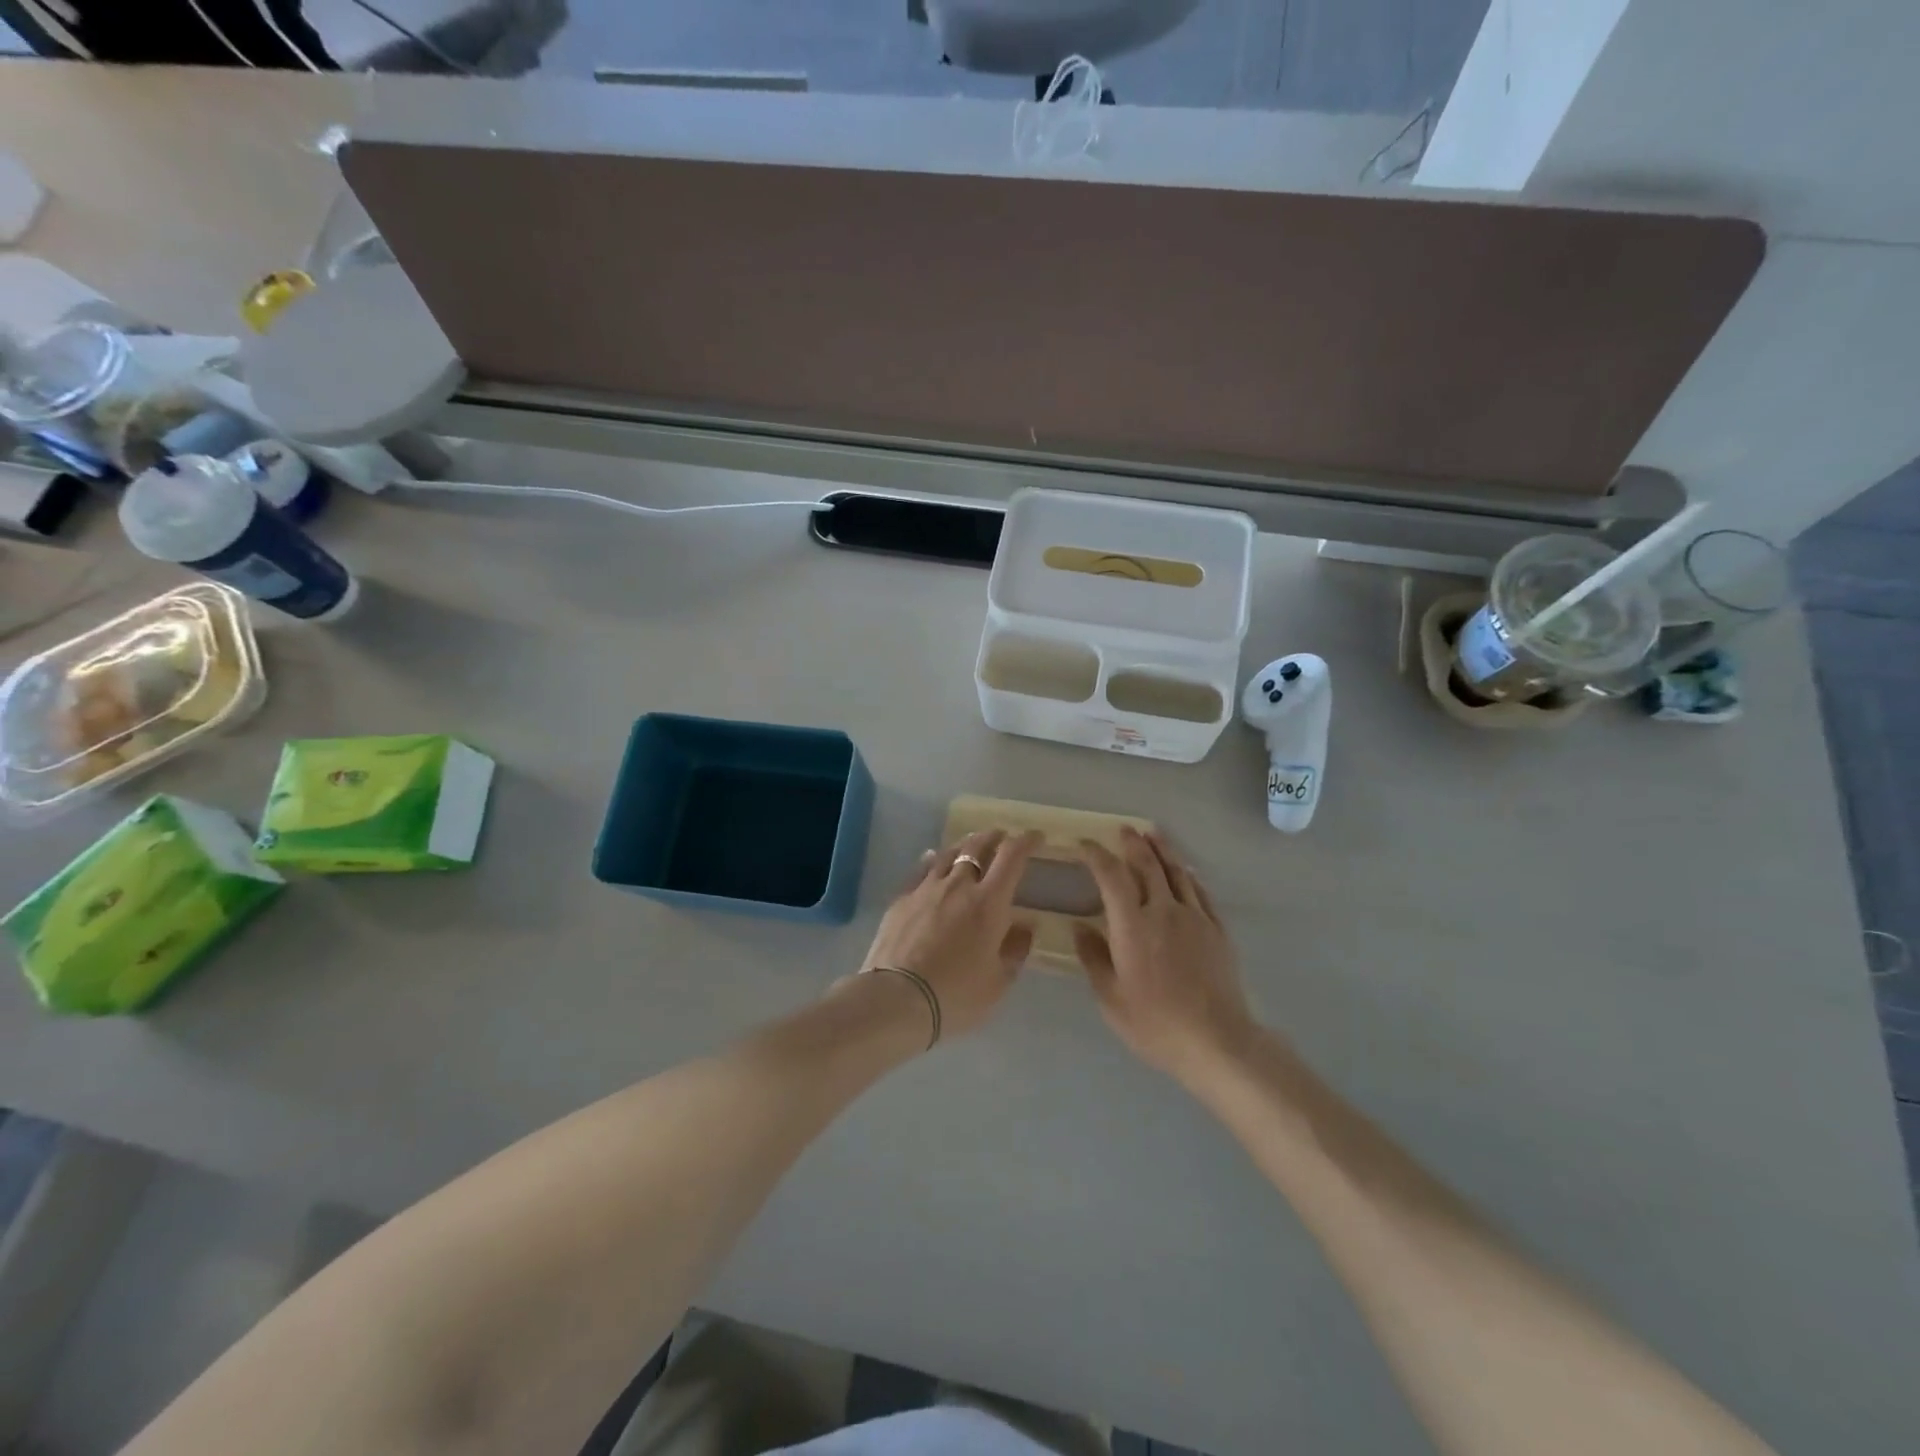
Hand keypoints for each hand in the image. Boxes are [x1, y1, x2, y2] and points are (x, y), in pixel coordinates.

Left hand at [855, 829, 1041, 1042]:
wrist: (896, 998)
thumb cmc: (955, 994)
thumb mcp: (997, 982)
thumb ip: (1015, 950)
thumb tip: (1025, 926)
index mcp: (989, 902)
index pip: (1012, 857)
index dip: (1026, 841)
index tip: (1036, 837)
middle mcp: (959, 885)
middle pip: (978, 847)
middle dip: (994, 837)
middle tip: (1002, 836)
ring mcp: (926, 888)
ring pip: (948, 854)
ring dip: (964, 845)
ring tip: (970, 844)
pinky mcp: (902, 899)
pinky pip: (921, 869)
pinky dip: (933, 860)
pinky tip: (932, 859)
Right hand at [1074, 828, 1254, 1082]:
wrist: (1217, 1041)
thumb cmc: (1155, 1023)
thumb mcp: (1111, 998)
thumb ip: (1094, 958)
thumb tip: (1080, 927)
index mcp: (1132, 925)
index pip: (1111, 876)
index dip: (1096, 856)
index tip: (1085, 845)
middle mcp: (1163, 911)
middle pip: (1148, 865)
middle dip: (1133, 843)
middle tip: (1124, 829)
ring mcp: (1195, 918)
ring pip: (1177, 872)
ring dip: (1162, 850)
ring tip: (1153, 835)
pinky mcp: (1217, 930)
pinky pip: (1200, 892)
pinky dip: (1187, 876)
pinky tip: (1184, 872)